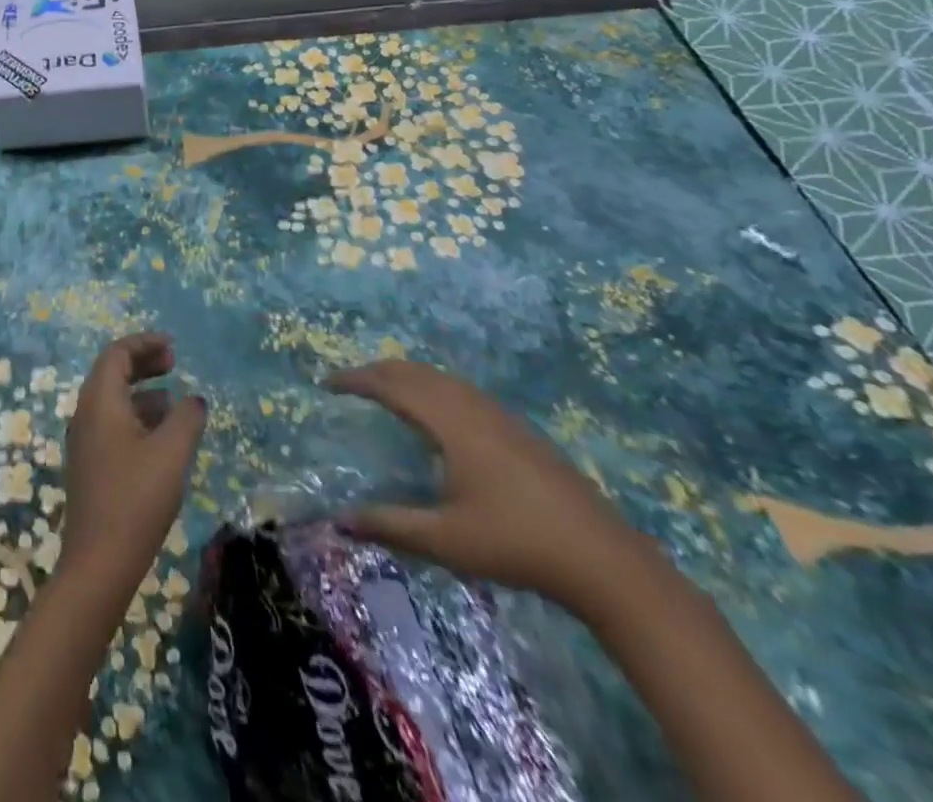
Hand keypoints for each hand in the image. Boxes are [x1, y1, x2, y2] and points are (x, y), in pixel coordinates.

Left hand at [60, 333, 207, 593]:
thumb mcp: (171, 453)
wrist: (98, 562)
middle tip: (174, 364)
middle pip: (111, 372)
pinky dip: (136, 416)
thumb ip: (186, 418)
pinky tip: (161, 438)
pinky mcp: (90, 465)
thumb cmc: (136, 499)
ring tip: (175, 401)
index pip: (117, 354)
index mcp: (99, 401)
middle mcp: (86, 413)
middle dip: (143, 363)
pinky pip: (112, 423)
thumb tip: (194, 400)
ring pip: (112, 400)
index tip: (173, 346)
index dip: (144, 343)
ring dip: (142, 392)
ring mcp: (85, 440)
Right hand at [325, 360, 652, 611]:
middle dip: (378, 371)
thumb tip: (339, 520)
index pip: (392, 386)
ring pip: (442, 378)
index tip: (327, 384)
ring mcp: (500, 417)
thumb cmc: (516, 545)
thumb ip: (389, 525)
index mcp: (450, 424)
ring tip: (384, 388)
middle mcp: (472, 408)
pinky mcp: (520, 431)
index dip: (356, 381)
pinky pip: (462, 390)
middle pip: (416, 372)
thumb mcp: (445, 540)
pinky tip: (437, 411)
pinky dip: (432, 386)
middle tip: (349, 383)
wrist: (605, 562)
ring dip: (407, 375)